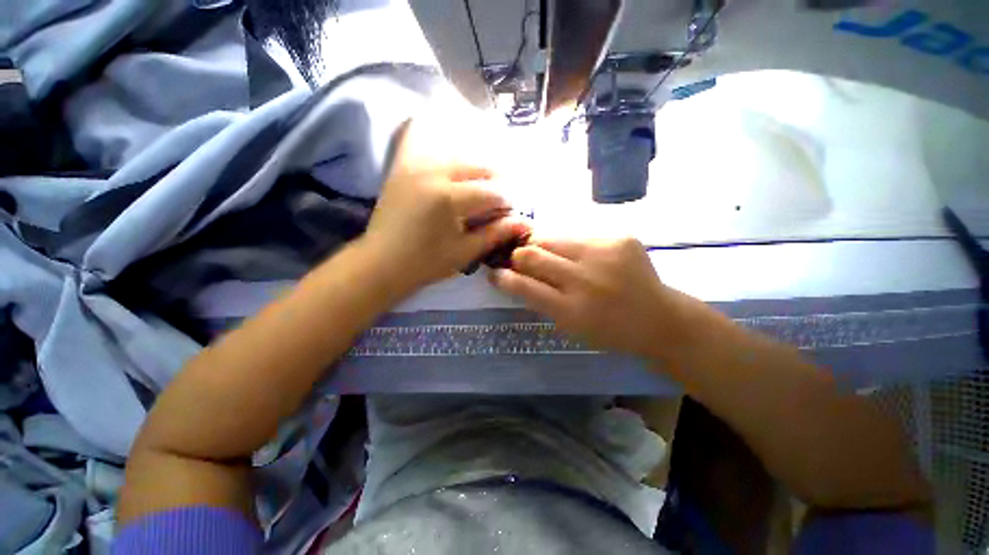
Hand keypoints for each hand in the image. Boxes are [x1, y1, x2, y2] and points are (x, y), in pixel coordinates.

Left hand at [364, 119, 530, 292]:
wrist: (381, 263)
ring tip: (482, 188)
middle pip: (478, 166)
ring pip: (458, 155)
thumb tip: (526, 222)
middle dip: (496, 181)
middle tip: (500, 200)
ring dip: (476, 169)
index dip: (507, 202)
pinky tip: (455, 170)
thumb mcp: (464, 252)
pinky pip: (430, 149)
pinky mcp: (404, 168)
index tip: (512, 213)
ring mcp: (415, 166)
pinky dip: (448, 156)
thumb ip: (495, 234)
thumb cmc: (425, 264)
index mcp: (449, 198)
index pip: (492, 192)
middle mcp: (433, 173)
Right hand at [490, 237, 694, 357]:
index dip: (503, 277)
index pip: (523, 286)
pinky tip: (583, 257)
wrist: (659, 319)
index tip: (494, 272)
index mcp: (571, 310)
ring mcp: (604, 254)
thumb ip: (541, 300)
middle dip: (519, 256)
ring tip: (551, 255)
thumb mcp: (570, 326)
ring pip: (552, 237)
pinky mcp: (620, 238)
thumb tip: (515, 274)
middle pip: (532, 254)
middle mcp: (585, 279)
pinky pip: (578, 235)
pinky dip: (571, 245)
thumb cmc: (609, 331)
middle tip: (521, 259)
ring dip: (543, 246)